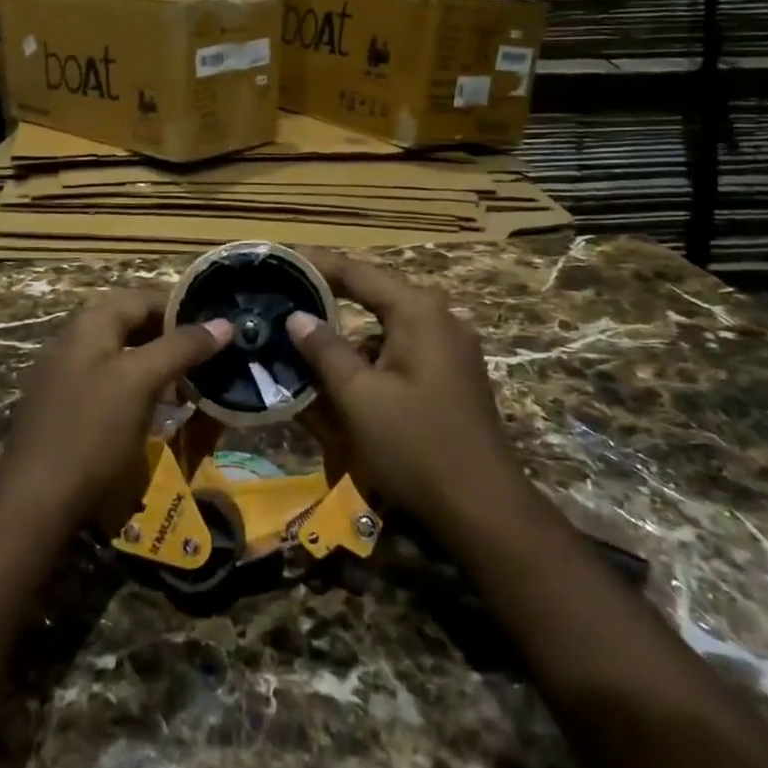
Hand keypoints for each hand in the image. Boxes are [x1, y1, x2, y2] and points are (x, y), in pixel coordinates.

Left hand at [0, 291, 230, 522]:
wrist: (35, 502)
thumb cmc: (92, 431)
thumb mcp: (141, 382)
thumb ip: (182, 347)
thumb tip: (224, 323)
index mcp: (89, 324)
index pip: (142, 298)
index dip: (181, 308)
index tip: (216, 326)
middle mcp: (73, 341)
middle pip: (130, 325)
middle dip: (170, 337)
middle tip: (208, 357)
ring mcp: (64, 376)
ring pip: (121, 357)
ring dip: (156, 365)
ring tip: (189, 384)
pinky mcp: (64, 409)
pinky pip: (108, 384)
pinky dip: (136, 388)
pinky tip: (156, 411)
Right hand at [288, 250, 517, 533]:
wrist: (483, 510)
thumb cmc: (415, 446)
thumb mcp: (358, 397)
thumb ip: (325, 350)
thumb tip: (298, 317)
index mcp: (419, 313)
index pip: (360, 273)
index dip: (320, 265)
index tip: (284, 258)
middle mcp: (440, 320)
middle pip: (376, 297)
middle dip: (332, 298)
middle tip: (290, 296)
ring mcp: (451, 350)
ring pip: (387, 329)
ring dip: (350, 335)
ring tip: (308, 342)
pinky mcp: (452, 378)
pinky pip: (402, 353)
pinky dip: (371, 359)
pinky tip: (345, 379)